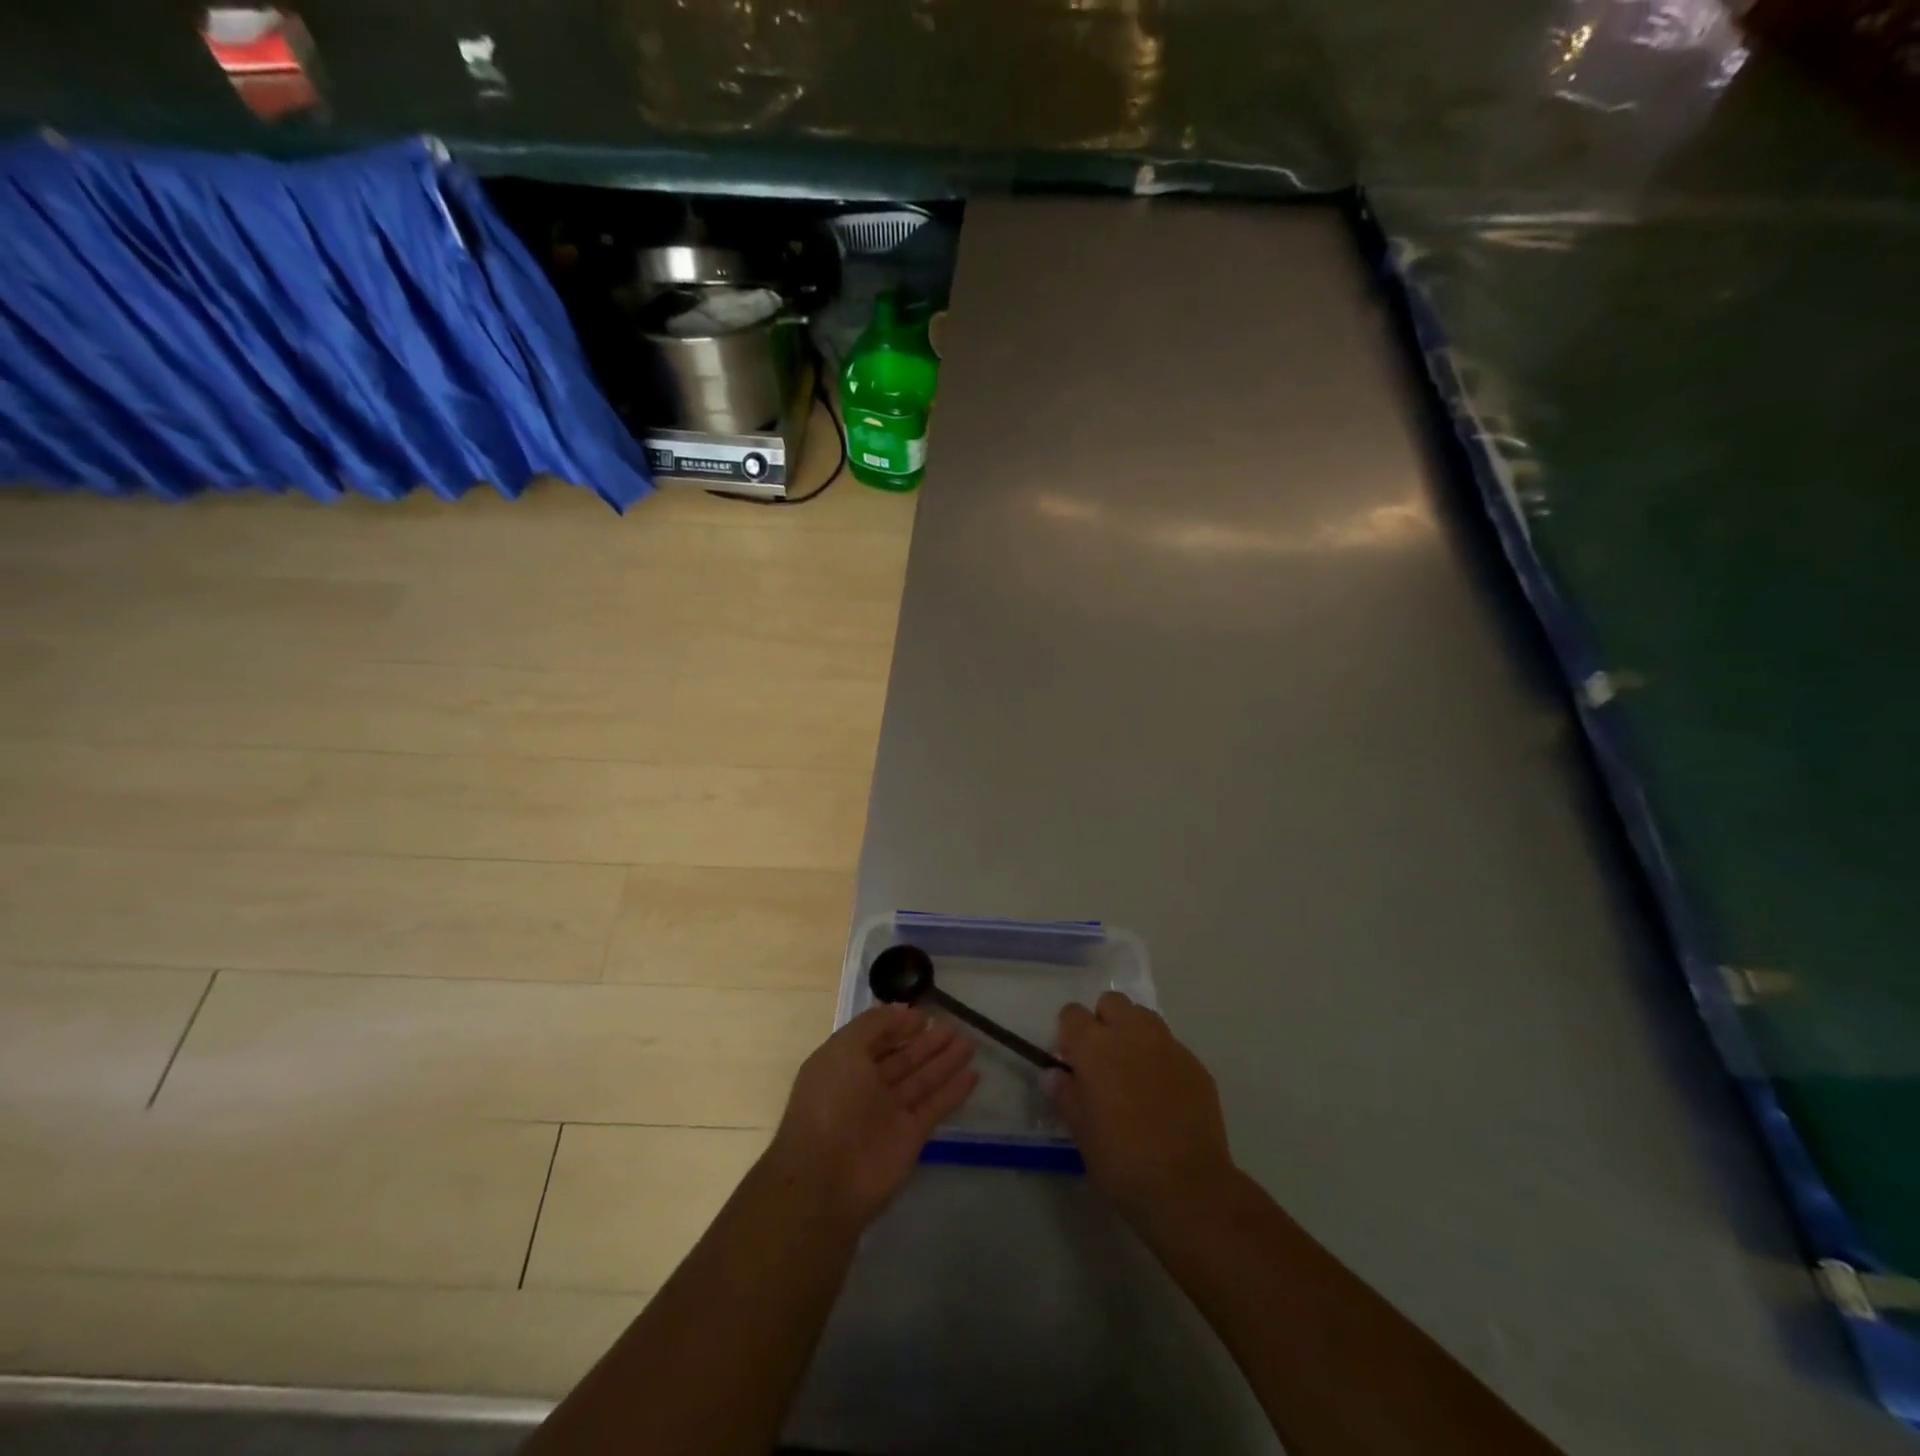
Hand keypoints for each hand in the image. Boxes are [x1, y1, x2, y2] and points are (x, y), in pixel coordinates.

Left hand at [765, 1005, 978, 1227]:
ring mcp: (889, 1113)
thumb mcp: (845, 1049)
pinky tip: (973, 1074)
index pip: (875, 1039)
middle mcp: (866, 1087)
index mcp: (844, 1065)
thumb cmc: (831, 1102)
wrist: (826, 1179)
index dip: (898, 1026)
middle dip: (927, 1042)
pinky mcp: (910, 1137)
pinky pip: (935, 1107)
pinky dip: (954, 1091)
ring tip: (970, 1042)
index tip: (924, 1014)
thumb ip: (874, 1025)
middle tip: (954, 1025)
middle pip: (903, 1058)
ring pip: (922, 1080)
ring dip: (945, 1061)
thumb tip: (902, 1011)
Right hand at [1049, 992, 1235, 1226]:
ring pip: (1144, 1017)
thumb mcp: (1080, 1131)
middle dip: (1103, 1022)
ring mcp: (1167, 1045)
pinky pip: (1170, 1046)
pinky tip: (1163, 1094)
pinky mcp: (1195, 1064)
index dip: (1069, 1034)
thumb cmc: (1122, 1160)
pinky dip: (1161, 1059)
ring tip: (1134, 1072)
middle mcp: (1131, 1033)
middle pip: (1111, 1002)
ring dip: (1133, 1033)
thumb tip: (1055, 1074)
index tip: (1072, 1062)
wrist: (1188, 1187)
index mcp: (1095, 1045)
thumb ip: (1065, 1094)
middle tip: (1103, 1061)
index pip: (1072, 1013)